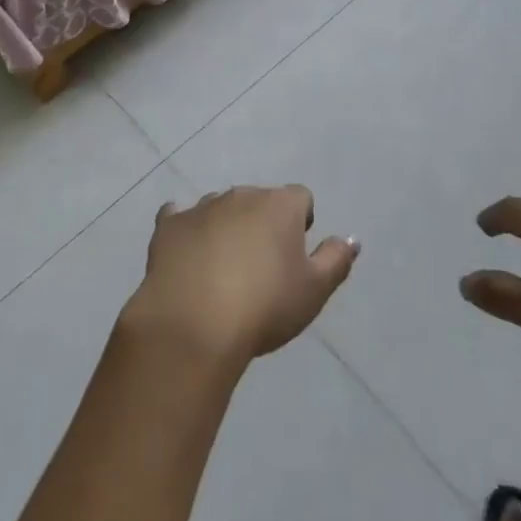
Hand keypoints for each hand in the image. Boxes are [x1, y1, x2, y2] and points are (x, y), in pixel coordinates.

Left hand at [120, 185, 358, 373]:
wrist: (193, 325)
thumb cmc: (264, 307)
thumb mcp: (314, 291)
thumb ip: (336, 260)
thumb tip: (351, 239)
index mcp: (279, 205)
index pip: (300, 198)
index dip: (301, 223)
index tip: (295, 256)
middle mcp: (241, 195)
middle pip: (259, 201)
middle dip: (262, 225)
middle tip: (261, 268)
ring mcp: (201, 207)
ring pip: (220, 208)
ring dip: (226, 228)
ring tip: (223, 270)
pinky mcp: (169, 226)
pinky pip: (179, 217)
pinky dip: (186, 230)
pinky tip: (185, 253)